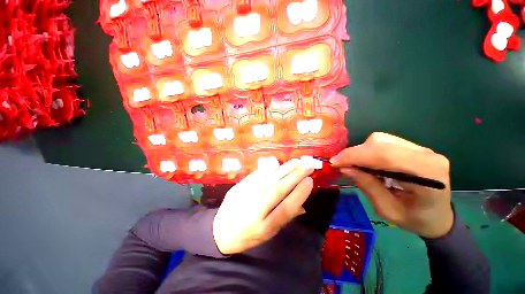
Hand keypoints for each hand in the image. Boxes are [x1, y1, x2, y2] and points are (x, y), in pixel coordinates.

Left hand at [213, 159, 313, 254]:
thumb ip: (285, 217)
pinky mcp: (238, 187)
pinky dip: (269, 169)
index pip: (286, 207)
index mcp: (264, 226)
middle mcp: (255, 210)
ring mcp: (245, 196)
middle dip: (295, 175)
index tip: (309, 181)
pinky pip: (256, 175)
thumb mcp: (269, 233)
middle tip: (307, 165)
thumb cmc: (248, 235)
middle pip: (278, 189)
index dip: (299, 193)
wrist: (220, 231)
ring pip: (268, 179)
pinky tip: (278, 164)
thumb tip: (303, 204)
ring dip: (284, 169)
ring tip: (296, 161)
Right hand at [330, 132, 452, 238]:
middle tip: (341, 165)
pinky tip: (366, 162)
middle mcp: (426, 155)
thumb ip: (367, 186)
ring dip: (361, 151)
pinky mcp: (413, 147)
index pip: (384, 155)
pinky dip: (368, 151)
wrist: (438, 216)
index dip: (355, 156)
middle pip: (381, 143)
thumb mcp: (387, 210)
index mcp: (427, 174)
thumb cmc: (416, 219)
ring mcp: (421, 148)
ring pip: (380, 139)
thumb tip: (345, 168)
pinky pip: (384, 142)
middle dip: (355, 153)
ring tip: (354, 165)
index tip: (334, 162)